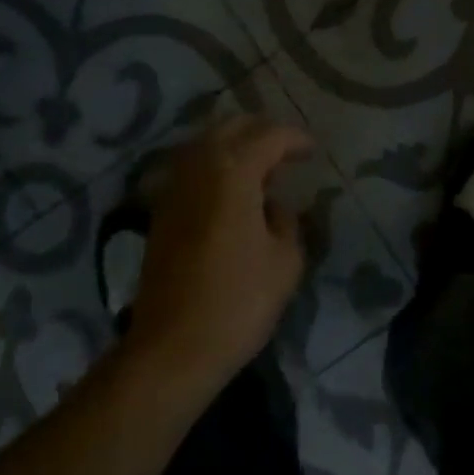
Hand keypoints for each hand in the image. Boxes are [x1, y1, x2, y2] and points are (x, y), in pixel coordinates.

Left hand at [123, 117, 313, 397]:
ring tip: (260, 168)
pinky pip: (192, 165)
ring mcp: (176, 183)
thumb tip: (273, 206)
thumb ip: (287, 220)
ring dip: (235, 144)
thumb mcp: (285, 261)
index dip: (295, 139)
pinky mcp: (161, 207)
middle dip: (263, 131)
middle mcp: (201, 164)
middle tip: (286, 151)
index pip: (270, 135)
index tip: (312, 151)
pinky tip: (230, 188)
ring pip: (208, 141)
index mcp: (234, 169)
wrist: (170, 349)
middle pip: (234, 126)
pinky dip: (214, 164)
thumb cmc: (237, 303)